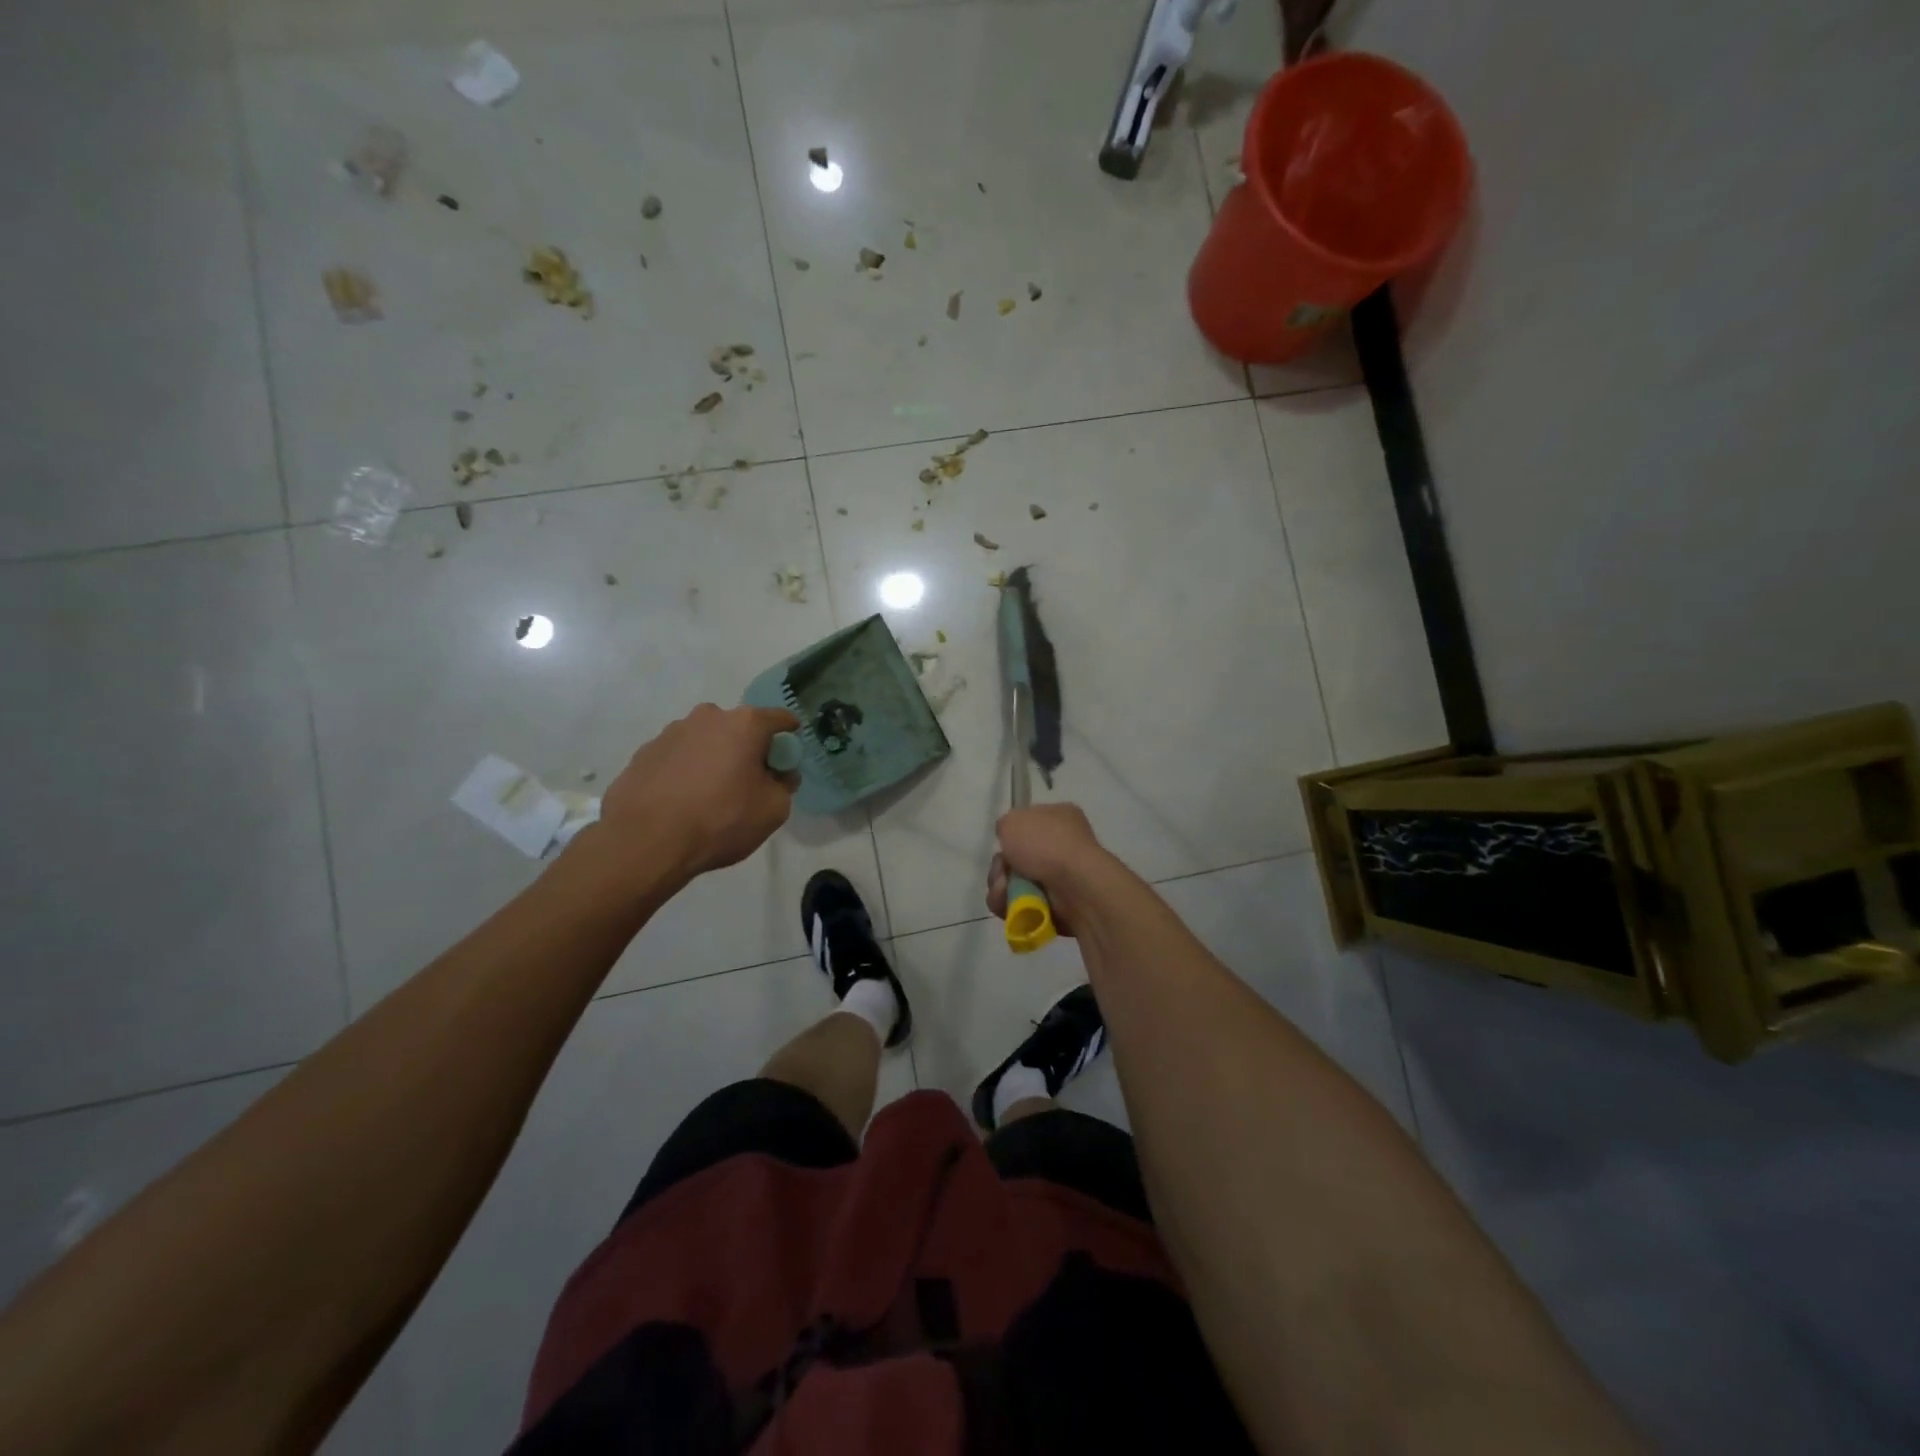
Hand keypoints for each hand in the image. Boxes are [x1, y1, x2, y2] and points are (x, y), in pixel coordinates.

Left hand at [600, 704, 798, 877]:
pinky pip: (677, 757)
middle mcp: (708, 717)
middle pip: (739, 727)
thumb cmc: (720, 821)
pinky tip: (682, 800)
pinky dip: (685, 771)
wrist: (645, 842)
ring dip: (714, 758)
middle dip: (747, 748)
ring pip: (705, 740)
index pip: (780, 718)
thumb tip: (781, 774)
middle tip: (748, 780)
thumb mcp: (773, 810)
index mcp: (745, 724)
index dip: (790, 735)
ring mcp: (671, 732)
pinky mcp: (644, 753)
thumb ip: (785, 785)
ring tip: (710, 794)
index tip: (789, 755)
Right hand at [986, 803, 1105, 935]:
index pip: (1028, 823)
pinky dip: (1012, 906)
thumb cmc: (1046, 844)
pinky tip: (1013, 905)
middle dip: (1001, 868)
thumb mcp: (1013, 820)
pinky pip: (1023, 906)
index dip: (1011, 834)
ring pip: (1015, 884)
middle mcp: (1063, 845)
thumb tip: (1009, 840)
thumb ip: (1005, 825)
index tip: (1003, 843)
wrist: (1076, 885)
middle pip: (1017, 858)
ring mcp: (1062, 877)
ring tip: (1005, 891)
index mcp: (1060, 817)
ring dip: (1002, 888)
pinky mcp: (1058, 906)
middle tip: (1002, 871)